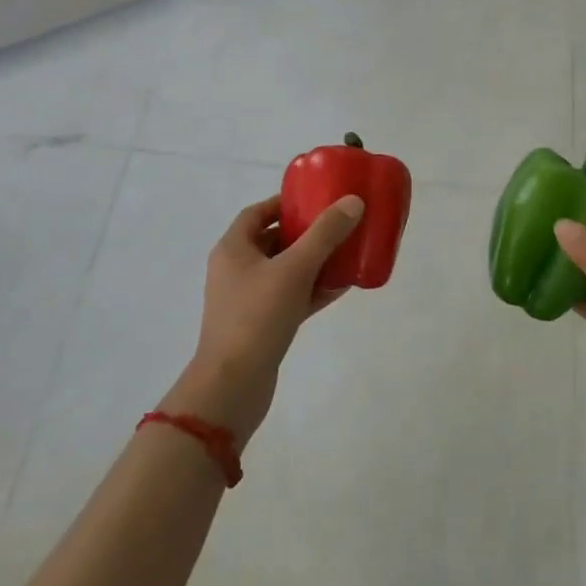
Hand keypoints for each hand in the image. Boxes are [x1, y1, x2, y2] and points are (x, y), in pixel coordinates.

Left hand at [162, 194, 365, 442]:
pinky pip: (290, 297)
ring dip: (313, 261)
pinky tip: (342, 287)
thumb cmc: (257, 316)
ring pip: (285, 270)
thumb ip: (325, 234)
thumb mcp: (295, 268)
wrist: (233, 386)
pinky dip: (312, 290)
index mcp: (233, 249)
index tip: (315, 199)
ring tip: (346, 252)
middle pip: (273, 240)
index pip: (257, 213)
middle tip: (337, 224)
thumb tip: (353, 202)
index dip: (284, 203)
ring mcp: (247, 300)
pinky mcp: (261, 326)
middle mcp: (236, 270)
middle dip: (305, 232)